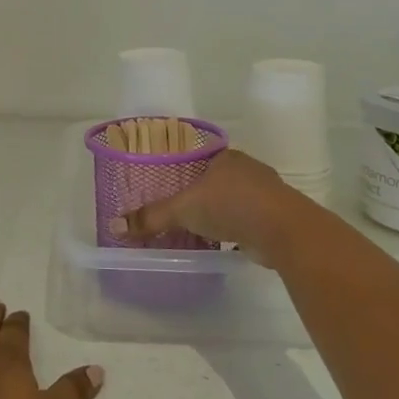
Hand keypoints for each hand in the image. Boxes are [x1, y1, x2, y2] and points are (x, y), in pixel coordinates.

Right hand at [112, 149, 322, 264]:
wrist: (284, 230)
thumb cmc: (231, 205)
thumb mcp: (183, 209)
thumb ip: (151, 217)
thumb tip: (114, 225)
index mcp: (226, 157)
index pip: (201, 160)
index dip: (186, 173)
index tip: (173, 187)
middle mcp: (248, 170)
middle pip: (219, 180)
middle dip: (204, 195)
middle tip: (182, 211)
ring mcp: (267, 194)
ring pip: (237, 201)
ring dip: (223, 213)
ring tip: (200, 228)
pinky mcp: (278, 218)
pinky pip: (250, 221)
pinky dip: (238, 230)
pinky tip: (226, 241)